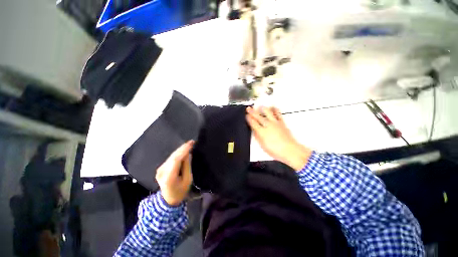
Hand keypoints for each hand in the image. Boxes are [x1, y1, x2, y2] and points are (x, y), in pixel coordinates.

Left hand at [156, 141, 193, 205]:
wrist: (168, 200)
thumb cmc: (181, 191)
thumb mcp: (188, 179)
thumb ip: (187, 166)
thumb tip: (188, 154)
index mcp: (169, 176)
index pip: (176, 159)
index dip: (184, 150)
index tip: (191, 143)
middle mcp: (162, 171)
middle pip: (173, 156)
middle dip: (182, 148)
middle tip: (191, 142)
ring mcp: (160, 169)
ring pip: (171, 156)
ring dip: (180, 150)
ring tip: (188, 145)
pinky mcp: (160, 168)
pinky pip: (170, 158)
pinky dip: (177, 154)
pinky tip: (182, 150)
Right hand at [246, 106, 311, 170]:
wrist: (289, 150)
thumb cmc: (275, 150)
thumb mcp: (262, 145)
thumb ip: (257, 136)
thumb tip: (254, 130)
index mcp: (261, 131)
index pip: (252, 122)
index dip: (248, 118)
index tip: (246, 116)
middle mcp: (267, 125)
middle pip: (258, 116)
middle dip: (252, 112)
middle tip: (248, 108)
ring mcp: (275, 122)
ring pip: (267, 112)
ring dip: (262, 108)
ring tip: (260, 106)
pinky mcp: (282, 122)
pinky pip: (278, 114)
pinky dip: (275, 109)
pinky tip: (273, 107)